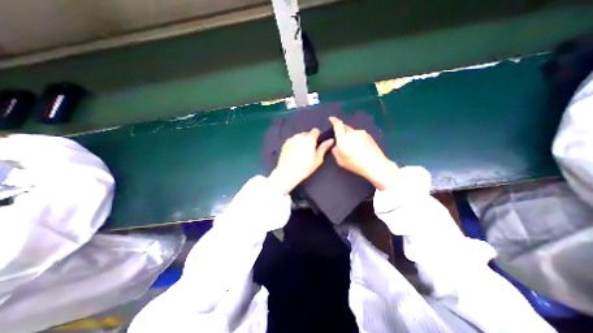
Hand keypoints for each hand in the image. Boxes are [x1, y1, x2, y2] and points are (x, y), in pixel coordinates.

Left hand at [269, 127, 332, 194]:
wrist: (287, 172)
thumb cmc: (304, 167)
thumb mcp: (318, 159)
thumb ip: (324, 148)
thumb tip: (330, 140)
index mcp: (309, 139)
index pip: (316, 130)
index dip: (318, 136)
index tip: (318, 143)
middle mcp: (300, 136)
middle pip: (307, 134)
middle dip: (309, 139)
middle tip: (310, 151)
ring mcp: (291, 139)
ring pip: (299, 137)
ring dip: (302, 141)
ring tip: (302, 153)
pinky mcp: (285, 144)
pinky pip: (292, 141)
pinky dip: (295, 144)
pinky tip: (295, 154)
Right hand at [328, 118, 397, 188]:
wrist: (375, 165)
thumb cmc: (355, 163)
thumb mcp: (339, 160)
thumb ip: (335, 150)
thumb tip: (335, 145)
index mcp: (343, 138)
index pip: (337, 125)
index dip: (333, 120)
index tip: (331, 119)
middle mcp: (352, 132)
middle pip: (344, 127)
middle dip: (341, 130)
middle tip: (339, 138)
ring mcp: (362, 133)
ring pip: (352, 131)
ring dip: (349, 135)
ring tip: (350, 145)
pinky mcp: (368, 136)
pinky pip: (358, 134)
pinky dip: (356, 138)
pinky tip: (358, 147)